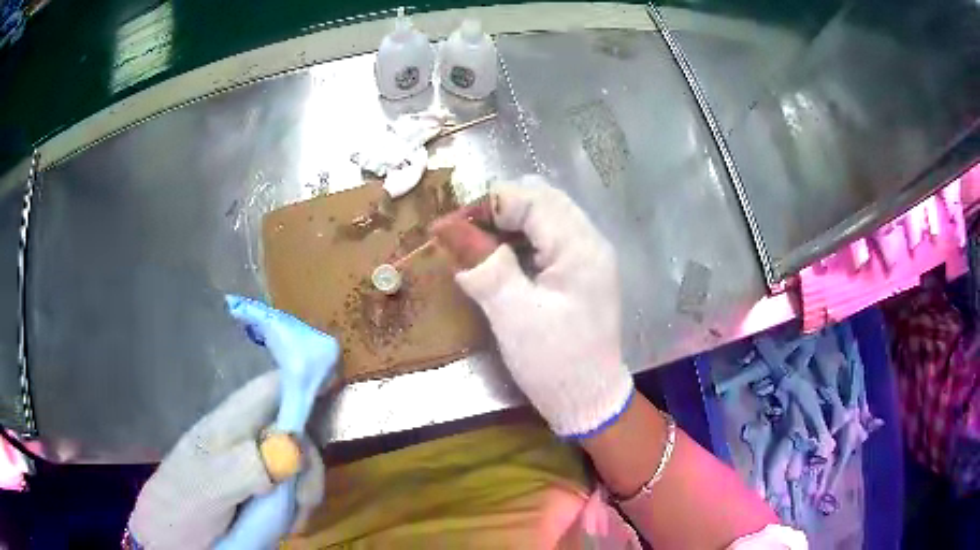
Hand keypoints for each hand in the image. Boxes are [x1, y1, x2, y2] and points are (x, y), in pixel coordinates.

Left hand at [129, 297, 333, 548]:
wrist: (171, 536)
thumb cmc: (183, 504)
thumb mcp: (210, 487)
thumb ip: (247, 466)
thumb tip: (293, 447)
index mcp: (231, 423)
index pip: (272, 387)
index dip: (305, 379)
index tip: (338, 386)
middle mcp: (246, 436)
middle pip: (296, 429)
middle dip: (310, 463)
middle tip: (304, 501)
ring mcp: (254, 463)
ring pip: (299, 462)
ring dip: (306, 490)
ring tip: (294, 521)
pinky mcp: (260, 488)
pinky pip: (293, 486)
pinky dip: (300, 504)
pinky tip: (290, 523)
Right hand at [431, 176, 632, 437]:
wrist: (590, 401)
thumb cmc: (555, 363)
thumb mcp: (514, 315)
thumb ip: (483, 266)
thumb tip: (446, 228)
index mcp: (580, 247)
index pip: (531, 198)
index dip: (487, 205)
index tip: (449, 227)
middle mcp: (589, 241)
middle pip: (541, 199)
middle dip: (497, 209)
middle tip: (462, 236)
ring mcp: (587, 255)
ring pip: (544, 215)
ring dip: (507, 222)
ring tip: (476, 247)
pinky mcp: (580, 271)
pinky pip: (547, 238)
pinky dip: (519, 239)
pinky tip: (500, 260)